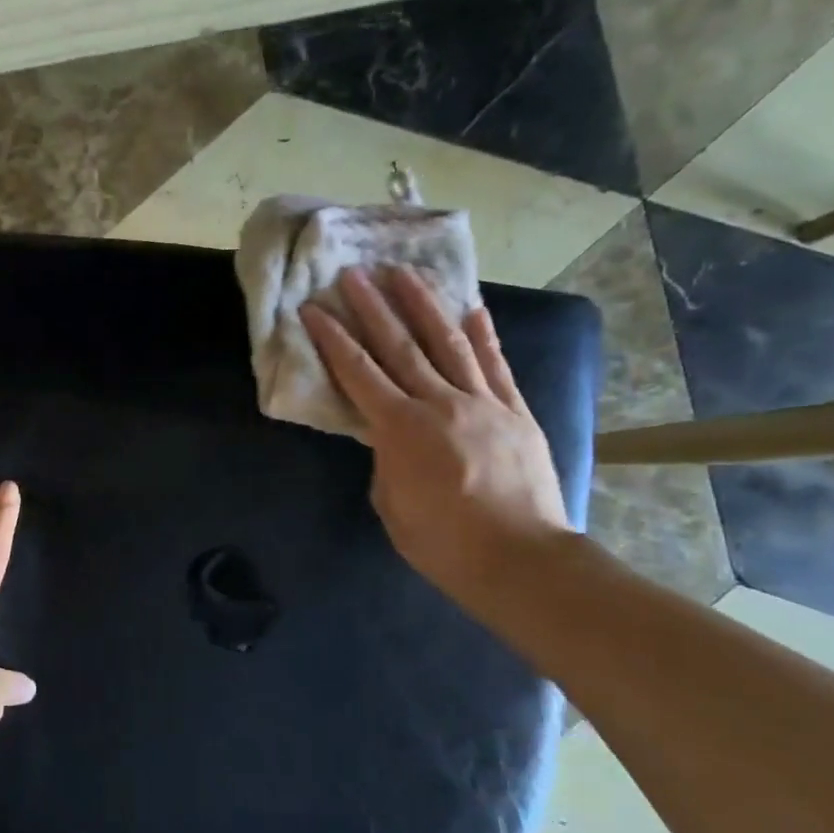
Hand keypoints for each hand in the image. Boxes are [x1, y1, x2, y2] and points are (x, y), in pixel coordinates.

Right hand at [301, 267, 570, 601]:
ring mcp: (483, 402)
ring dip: (423, 305)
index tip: (314, 308)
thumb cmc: (442, 541)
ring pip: (448, 343)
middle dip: (373, 307)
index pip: (358, 372)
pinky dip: (483, 336)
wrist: (519, 559)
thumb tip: (390, 437)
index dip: (333, 338)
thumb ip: (385, 459)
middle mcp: (440, 403)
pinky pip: (496, 366)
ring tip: (404, 273)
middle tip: (354, 273)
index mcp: (401, 429)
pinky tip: (472, 309)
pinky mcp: (516, 412)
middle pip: (400, 345)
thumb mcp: (390, 503)